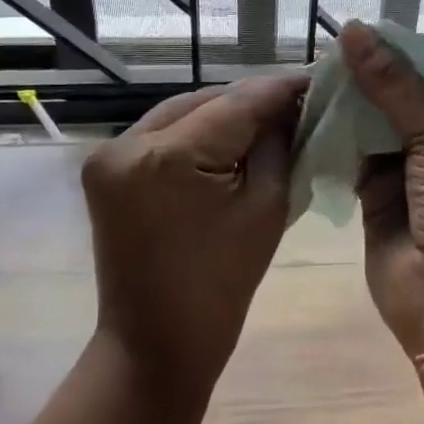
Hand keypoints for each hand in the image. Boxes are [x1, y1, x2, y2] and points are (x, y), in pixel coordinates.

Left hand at [81, 74, 307, 397]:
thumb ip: (279, 145)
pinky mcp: (106, 169)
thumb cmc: (220, 287)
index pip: (237, 103)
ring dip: (225, 113)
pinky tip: (231, 136)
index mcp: (167, 157)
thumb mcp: (266, 207)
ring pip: (183, 112)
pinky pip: (163, 134)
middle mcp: (127, 143)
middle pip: (206, 101)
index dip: (280, 88)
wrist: (154, 346)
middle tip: (298, 100)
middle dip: (252, 100)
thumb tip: (293, 107)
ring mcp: (110, 154)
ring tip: (270, 115)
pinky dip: (198, 131)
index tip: (317, 77)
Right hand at [341, 23, 423, 359]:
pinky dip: (336, 135)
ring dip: (352, 103)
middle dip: (374, 77)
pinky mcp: (379, 198)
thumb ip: (397, 87)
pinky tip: (312, 107)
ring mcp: (416, 175)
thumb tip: (355, 29)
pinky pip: (356, 156)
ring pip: (379, 126)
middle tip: (331, 47)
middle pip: (409, 100)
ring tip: (315, 69)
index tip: (365, 31)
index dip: (406, 56)